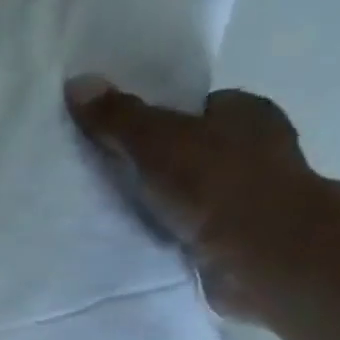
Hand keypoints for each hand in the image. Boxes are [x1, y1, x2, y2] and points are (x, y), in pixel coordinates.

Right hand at [66, 79, 319, 317]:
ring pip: (194, 196)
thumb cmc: (217, 185)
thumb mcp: (157, 141)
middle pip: (193, 152)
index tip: (120, 141)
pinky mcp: (241, 242)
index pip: (197, 109)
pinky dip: (172, 237)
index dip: (158, 122)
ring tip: (116, 215)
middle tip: (109, 179)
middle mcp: (257, 151)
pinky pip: (195, 232)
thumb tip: (77, 82)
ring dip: (165, 207)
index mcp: (248, 113)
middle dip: (158, 167)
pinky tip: (142, 243)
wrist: (262, 257)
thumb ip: (119, 117)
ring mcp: (252, 200)